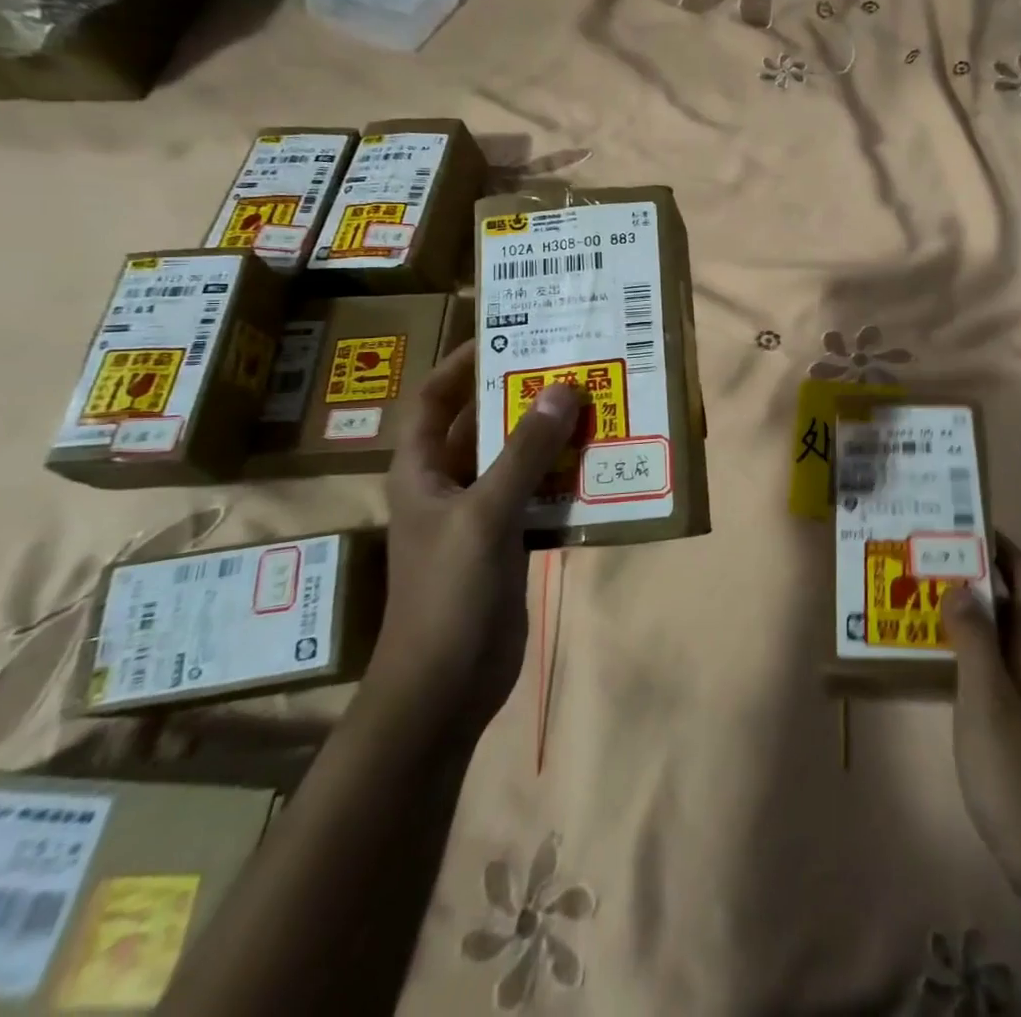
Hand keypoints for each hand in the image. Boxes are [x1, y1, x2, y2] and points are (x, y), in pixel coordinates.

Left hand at [375, 342, 580, 722]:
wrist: (446, 687)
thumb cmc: (449, 593)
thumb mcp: (486, 514)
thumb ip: (525, 452)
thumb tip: (563, 388)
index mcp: (422, 470)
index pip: (433, 399)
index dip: (462, 363)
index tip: (507, 333)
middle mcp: (447, 484)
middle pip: (482, 424)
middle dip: (520, 395)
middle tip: (569, 364)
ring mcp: (479, 515)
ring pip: (515, 459)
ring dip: (548, 436)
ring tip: (593, 403)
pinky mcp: (508, 542)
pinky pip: (537, 494)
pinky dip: (562, 477)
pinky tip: (599, 463)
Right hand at [942, 537, 1020, 895]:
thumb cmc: (1015, 767)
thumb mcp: (988, 696)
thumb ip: (974, 639)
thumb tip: (960, 585)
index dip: (1008, 554)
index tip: (975, 527)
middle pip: (1011, 608)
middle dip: (980, 576)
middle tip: (935, 558)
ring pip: (995, 638)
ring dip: (967, 612)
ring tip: (924, 598)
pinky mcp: (1008, 727)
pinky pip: (984, 670)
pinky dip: (961, 651)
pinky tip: (933, 659)